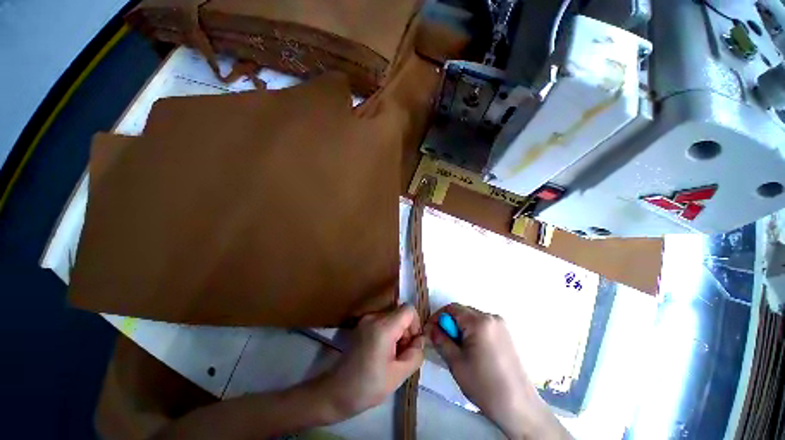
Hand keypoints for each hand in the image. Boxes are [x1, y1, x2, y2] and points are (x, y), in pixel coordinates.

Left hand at [323, 305, 424, 417]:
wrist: (337, 392)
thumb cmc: (368, 386)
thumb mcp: (399, 375)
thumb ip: (415, 354)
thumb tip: (421, 339)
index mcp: (383, 327)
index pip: (408, 309)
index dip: (415, 324)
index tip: (412, 344)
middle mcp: (374, 317)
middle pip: (400, 313)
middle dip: (406, 331)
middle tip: (402, 355)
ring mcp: (366, 319)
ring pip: (392, 317)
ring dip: (398, 333)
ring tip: (392, 356)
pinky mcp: (362, 324)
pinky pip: (383, 321)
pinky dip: (388, 332)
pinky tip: (383, 352)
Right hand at [426, 303, 567, 439]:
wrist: (520, 407)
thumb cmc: (485, 385)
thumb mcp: (456, 363)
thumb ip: (440, 340)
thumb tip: (429, 328)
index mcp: (479, 322)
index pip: (451, 308)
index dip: (437, 317)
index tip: (429, 331)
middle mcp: (491, 317)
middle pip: (462, 312)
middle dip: (449, 323)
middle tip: (441, 342)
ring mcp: (501, 325)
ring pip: (472, 318)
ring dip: (460, 328)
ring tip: (456, 348)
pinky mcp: (506, 333)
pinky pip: (482, 325)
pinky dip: (472, 332)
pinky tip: (471, 350)